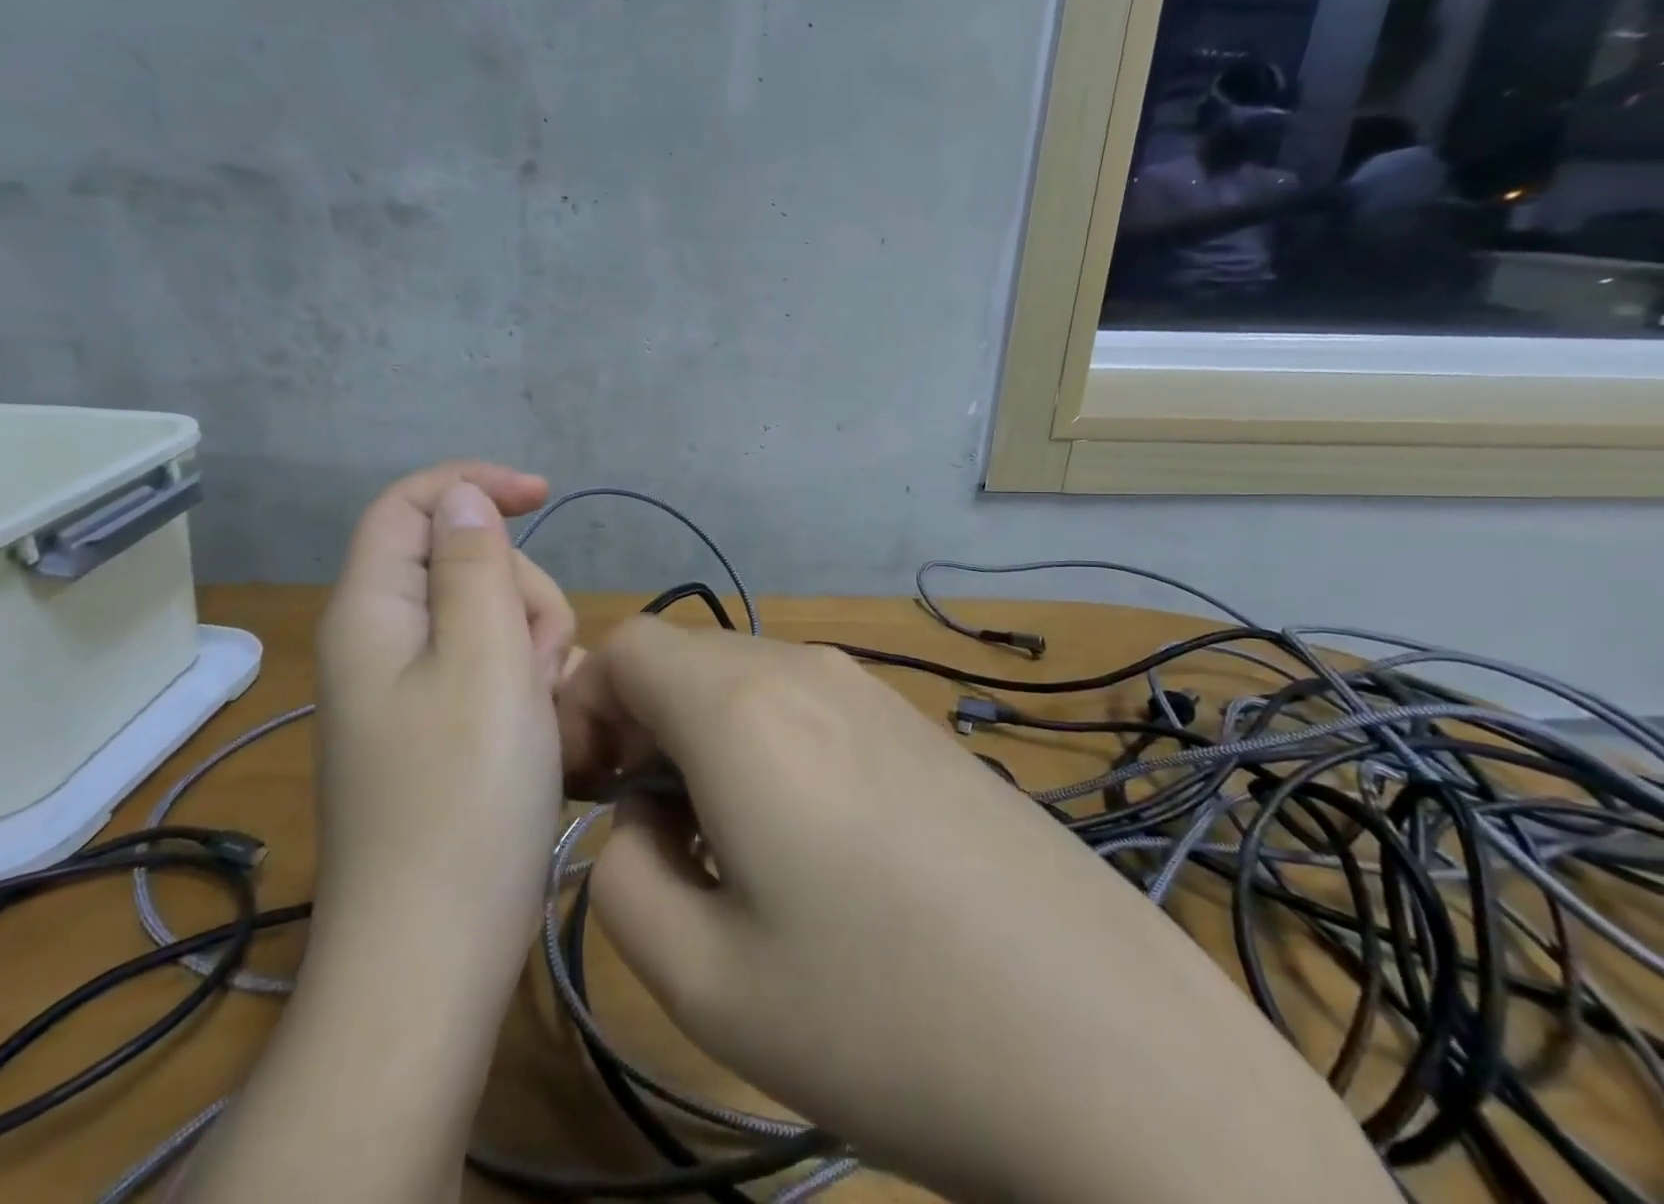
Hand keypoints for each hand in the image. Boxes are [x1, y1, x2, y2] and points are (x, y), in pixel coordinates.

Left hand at [177, 462, 577, 1203]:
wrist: (435, 953)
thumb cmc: (464, 796)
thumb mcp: (483, 660)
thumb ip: (473, 564)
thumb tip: (461, 498)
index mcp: (373, 613)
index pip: (409, 506)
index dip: (473, 484)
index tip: (544, 494)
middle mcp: (383, 644)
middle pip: (463, 563)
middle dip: (520, 590)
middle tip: (540, 657)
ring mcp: (411, 692)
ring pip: (490, 618)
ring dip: (533, 643)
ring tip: (544, 707)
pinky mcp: (441, 731)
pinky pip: (494, 670)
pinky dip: (528, 684)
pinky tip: (544, 730)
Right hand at [558, 620, 1399, 1203]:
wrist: (1111, 1046)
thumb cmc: (885, 1017)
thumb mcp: (705, 980)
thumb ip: (624, 877)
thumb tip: (639, 820)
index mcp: (742, 708)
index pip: (626, 648)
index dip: (583, 707)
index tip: (585, 791)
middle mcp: (806, 669)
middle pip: (684, 659)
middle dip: (637, 724)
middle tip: (646, 828)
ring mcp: (872, 689)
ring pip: (744, 679)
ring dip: (702, 737)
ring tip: (724, 844)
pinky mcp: (917, 723)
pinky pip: (805, 702)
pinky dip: (766, 743)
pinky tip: (807, 841)